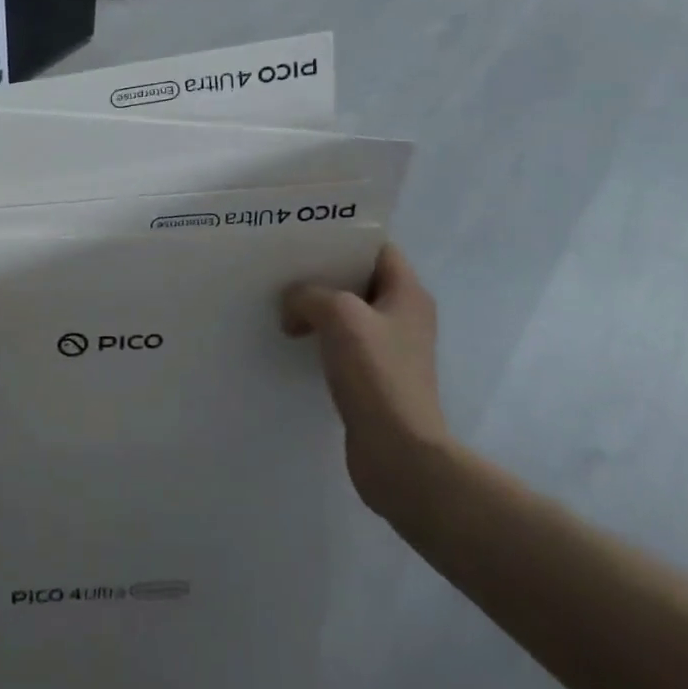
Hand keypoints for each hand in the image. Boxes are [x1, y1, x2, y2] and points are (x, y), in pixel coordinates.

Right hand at [283, 242, 450, 524]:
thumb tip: (292, 304)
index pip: (378, 247)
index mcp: (407, 293)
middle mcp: (403, 316)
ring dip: (316, 305)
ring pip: (347, 312)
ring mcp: (389, 349)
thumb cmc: (377, 374)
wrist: (398, 454)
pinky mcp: (373, 377)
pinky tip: (291, 337)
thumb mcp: (339, 316)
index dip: (344, 236)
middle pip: (358, 278)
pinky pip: (341, 342)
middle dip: (322, 271)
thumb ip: (309, 295)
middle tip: (283, 264)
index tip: (305, 234)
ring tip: (279, 299)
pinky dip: (318, 335)